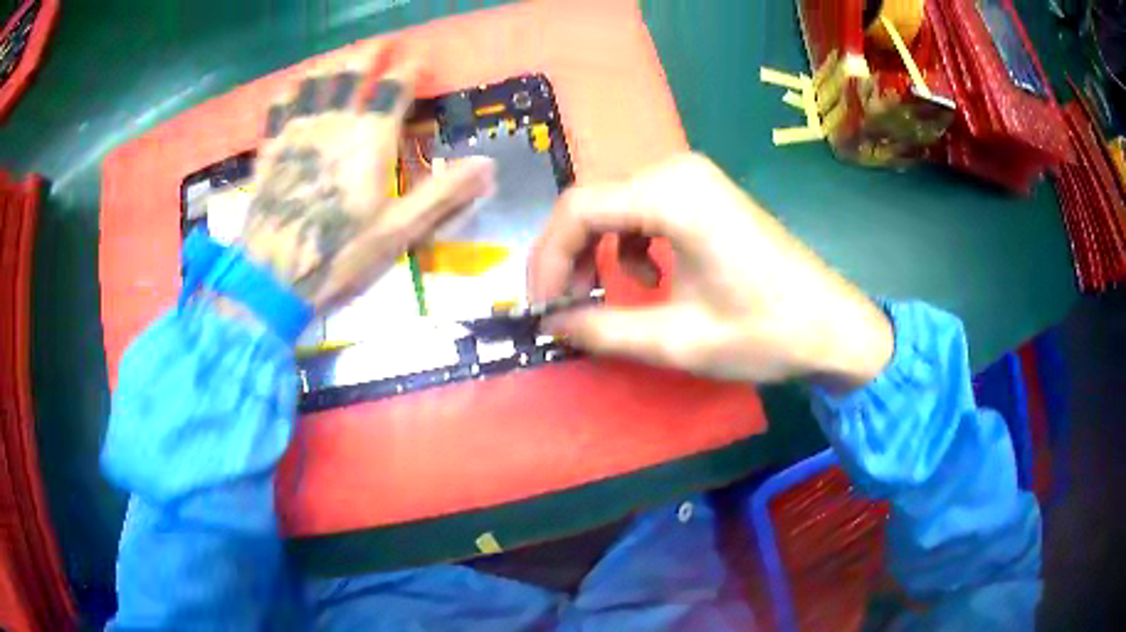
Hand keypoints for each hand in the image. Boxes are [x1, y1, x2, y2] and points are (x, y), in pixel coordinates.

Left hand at [241, 45, 494, 311]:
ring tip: (341, 57)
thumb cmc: (340, 255)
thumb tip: (489, 164)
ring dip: (332, 65)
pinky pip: (279, 110)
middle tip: (381, 43)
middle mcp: (334, 124)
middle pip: (352, 75)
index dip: (409, 69)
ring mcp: (297, 134)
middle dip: (369, 55)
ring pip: (315, 84)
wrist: (272, 277)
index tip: (418, 59)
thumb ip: (443, 193)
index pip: (395, 88)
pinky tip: (292, 88)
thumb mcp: (399, 231)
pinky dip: (289, 93)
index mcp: (370, 138)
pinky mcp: (271, 151)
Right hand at [528, 153, 892, 390]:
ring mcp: (693, 179)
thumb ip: (603, 330)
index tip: (542, 306)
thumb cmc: (764, 332)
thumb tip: (549, 325)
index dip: (547, 259)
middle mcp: (677, 172)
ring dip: (597, 250)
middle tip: (565, 305)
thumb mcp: (677, 340)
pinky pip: (642, 209)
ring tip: (605, 295)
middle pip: (591, 202)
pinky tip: (651, 278)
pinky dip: (629, 244)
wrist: (833, 325)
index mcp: (671, 195)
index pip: (577, 210)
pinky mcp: (704, 194)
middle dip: (568, 255)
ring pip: (614, 205)